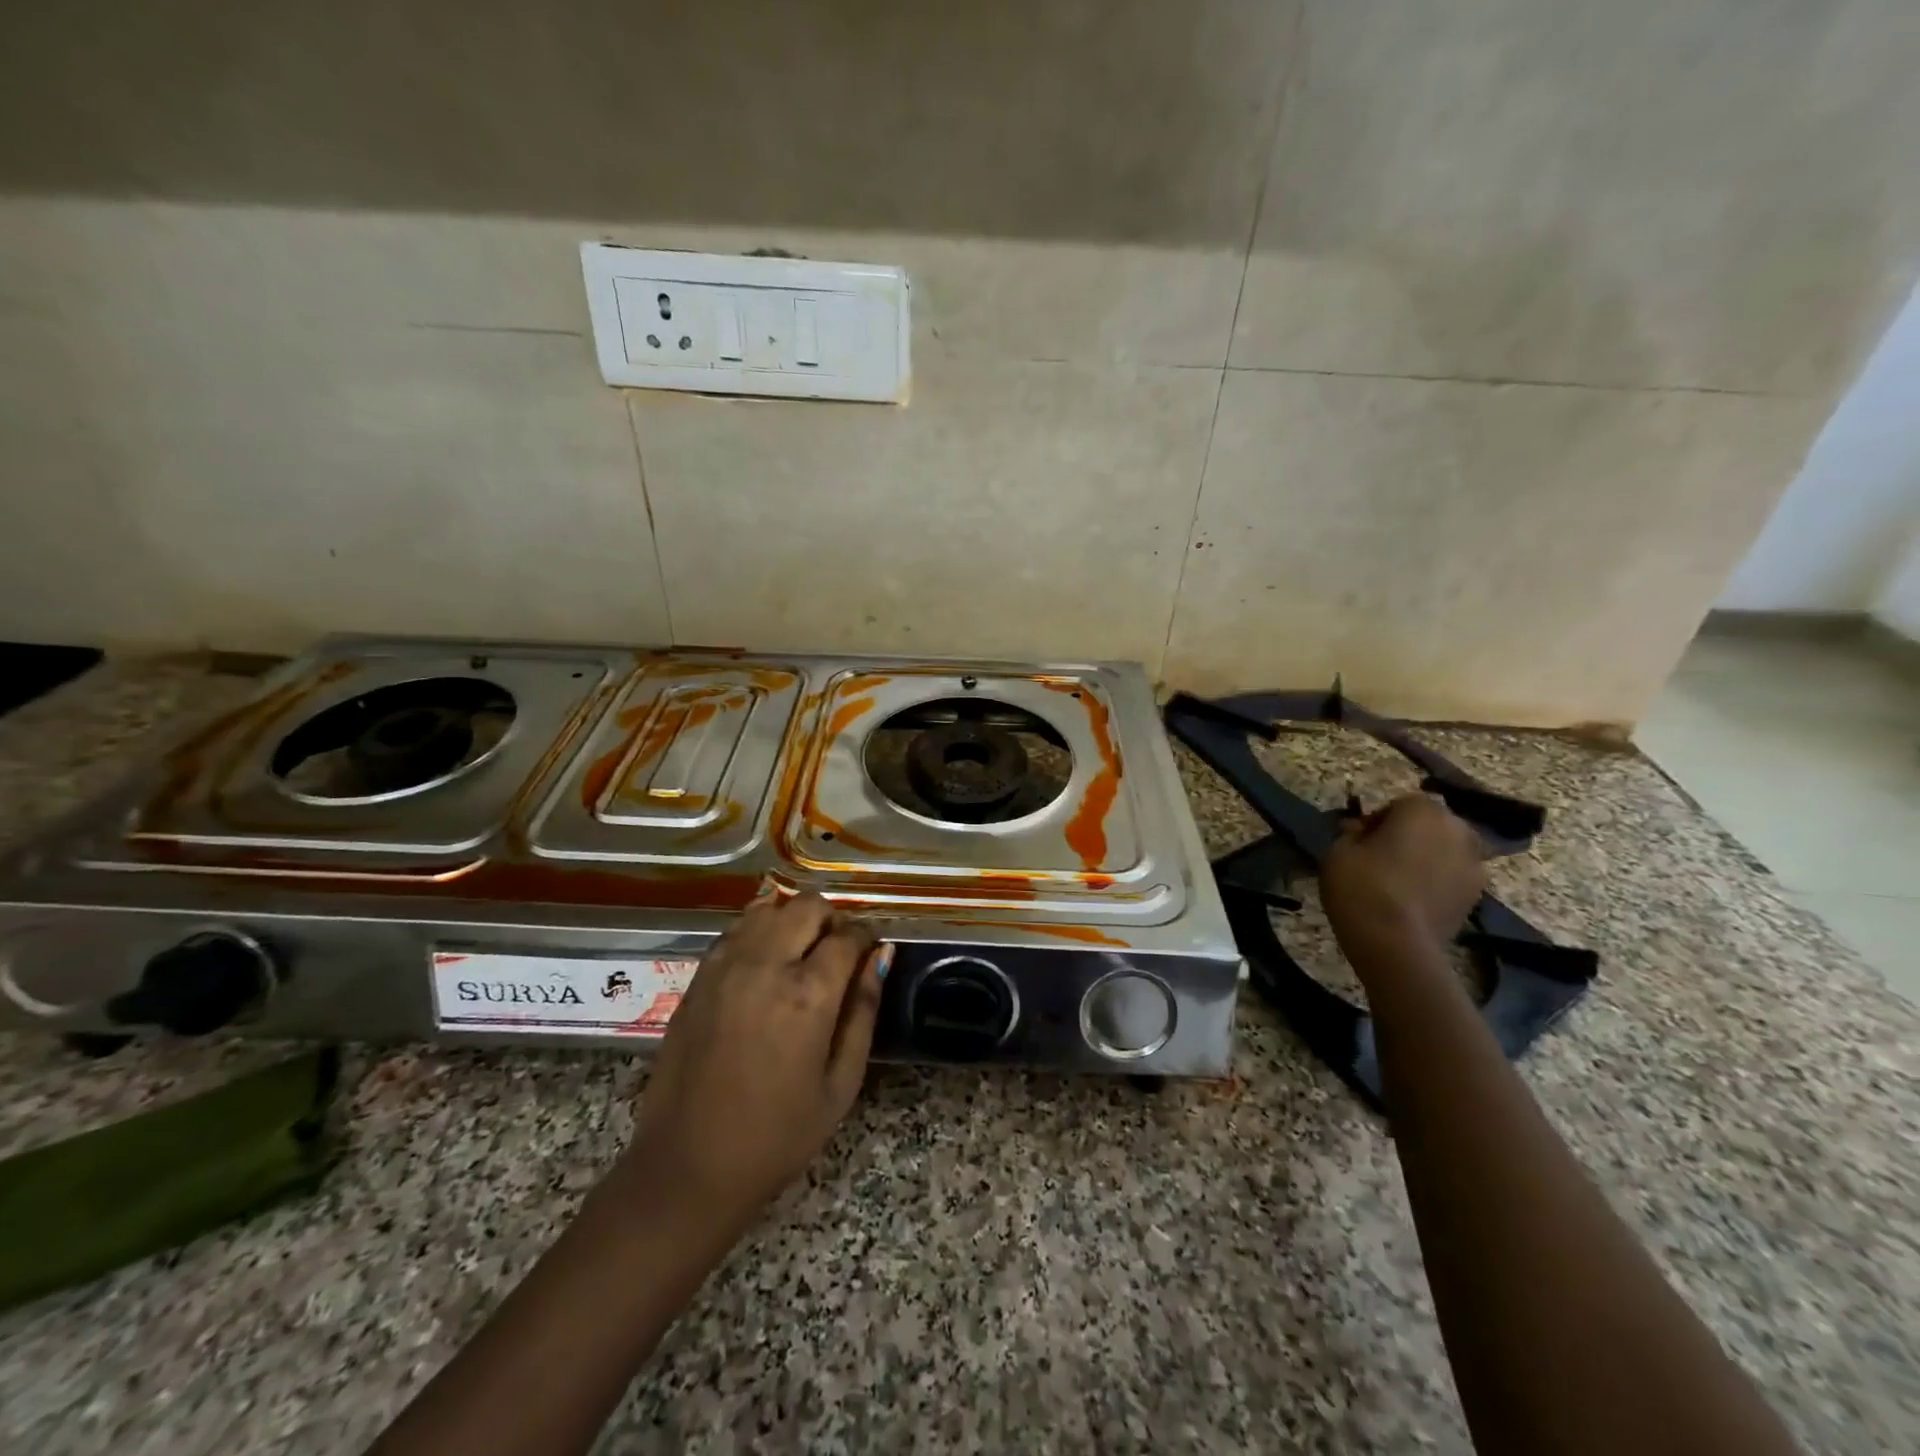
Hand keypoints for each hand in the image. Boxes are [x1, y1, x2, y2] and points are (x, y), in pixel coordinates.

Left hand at [622, 887, 890, 1240]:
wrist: (689, 1166)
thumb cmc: (778, 1135)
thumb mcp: (841, 1083)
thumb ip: (864, 1011)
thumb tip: (882, 955)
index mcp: (808, 994)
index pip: (847, 936)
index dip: (865, 937)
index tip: (868, 950)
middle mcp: (765, 965)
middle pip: (807, 906)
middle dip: (830, 919)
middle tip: (836, 950)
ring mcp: (725, 967)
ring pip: (768, 908)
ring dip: (792, 919)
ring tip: (800, 952)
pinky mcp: (698, 978)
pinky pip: (735, 930)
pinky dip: (758, 931)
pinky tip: (764, 962)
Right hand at [1321, 793, 1486, 959]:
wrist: (1395, 944)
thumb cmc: (1362, 886)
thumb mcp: (1337, 851)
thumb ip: (1350, 833)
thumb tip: (1359, 829)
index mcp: (1423, 810)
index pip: (1399, 804)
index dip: (1377, 821)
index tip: (1359, 841)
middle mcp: (1457, 829)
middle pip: (1429, 825)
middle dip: (1408, 836)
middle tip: (1379, 859)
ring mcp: (1473, 864)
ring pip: (1443, 851)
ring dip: (1425, 859)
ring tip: (1397, 883)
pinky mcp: (1477, 896)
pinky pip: (1452, 878)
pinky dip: (1436, 883)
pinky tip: (1412, 901)